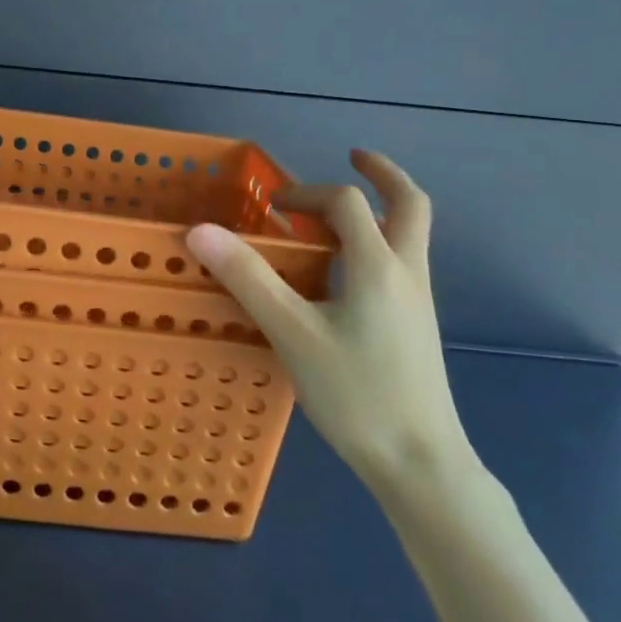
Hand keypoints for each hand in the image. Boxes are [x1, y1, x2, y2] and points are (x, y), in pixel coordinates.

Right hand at [185, 149, 474, 499]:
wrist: (420, 464)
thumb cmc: (355, 394)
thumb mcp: (292, 333)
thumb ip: (247, 278)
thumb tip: (200, 231)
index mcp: (379, 265)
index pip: (346, 203)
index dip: (306, 194)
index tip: (271, 208)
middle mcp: (407, 273)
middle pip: (410, 205)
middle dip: (382, 174)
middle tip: (354, 157)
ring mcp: (417, 301)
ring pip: (410, 235)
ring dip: (380, 208)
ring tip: (339, 213)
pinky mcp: (416, 326)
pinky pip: (400, 263)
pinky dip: (377, 243)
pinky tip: (345, 271)